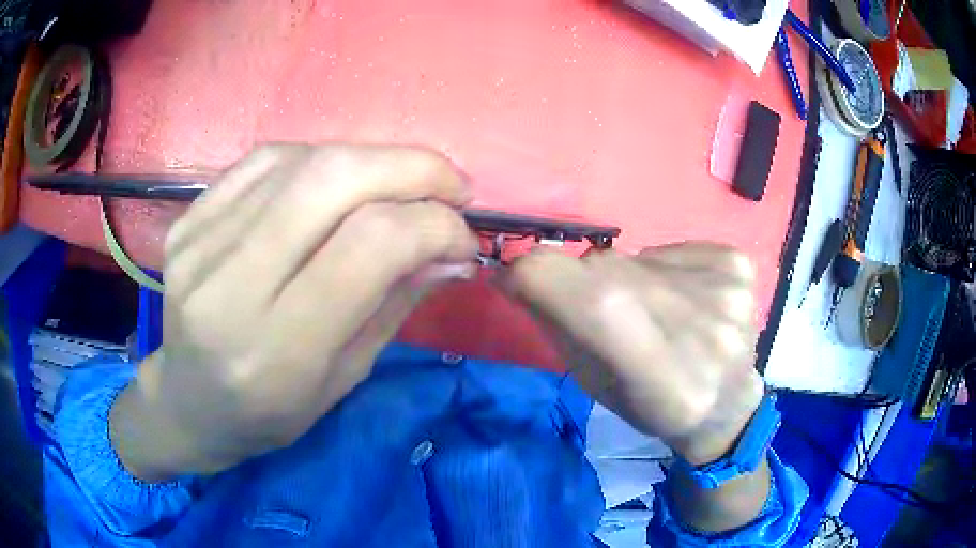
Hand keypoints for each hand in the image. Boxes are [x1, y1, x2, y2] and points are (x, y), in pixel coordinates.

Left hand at [111, 144, 477, 479]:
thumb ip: (395, 303)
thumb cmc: (269, 412)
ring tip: (399, 185)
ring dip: (372, 160)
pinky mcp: (188, 220)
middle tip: (451, 186)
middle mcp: (231, 286)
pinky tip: (337, 181)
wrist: (189, 401)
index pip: (371, 245)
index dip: (434, 225)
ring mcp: (200, 243)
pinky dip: (318, 158)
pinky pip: (265, 161)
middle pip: (333, 179)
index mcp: (277, 348)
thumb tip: (453, 249)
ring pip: (302, 159)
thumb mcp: (344, 377)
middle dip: (412, 168)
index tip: (464, 237)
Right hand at [505, 244, 763, 465]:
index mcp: (666, 384)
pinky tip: (684, 299)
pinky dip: (664, 268)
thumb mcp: (595, 384)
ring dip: (628, 277)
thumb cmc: (653, 407)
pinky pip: (675, 251)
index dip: (542, 276)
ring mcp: (729, 296)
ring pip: (640, 258)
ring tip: (652, 310)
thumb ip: (559, 325)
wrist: (724, 405)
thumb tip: (520, 267)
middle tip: (592, 302)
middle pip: (613, 273)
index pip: (595, 302)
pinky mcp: (739, 268)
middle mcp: (706, 335)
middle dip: (581, 279)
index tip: (519, 276)